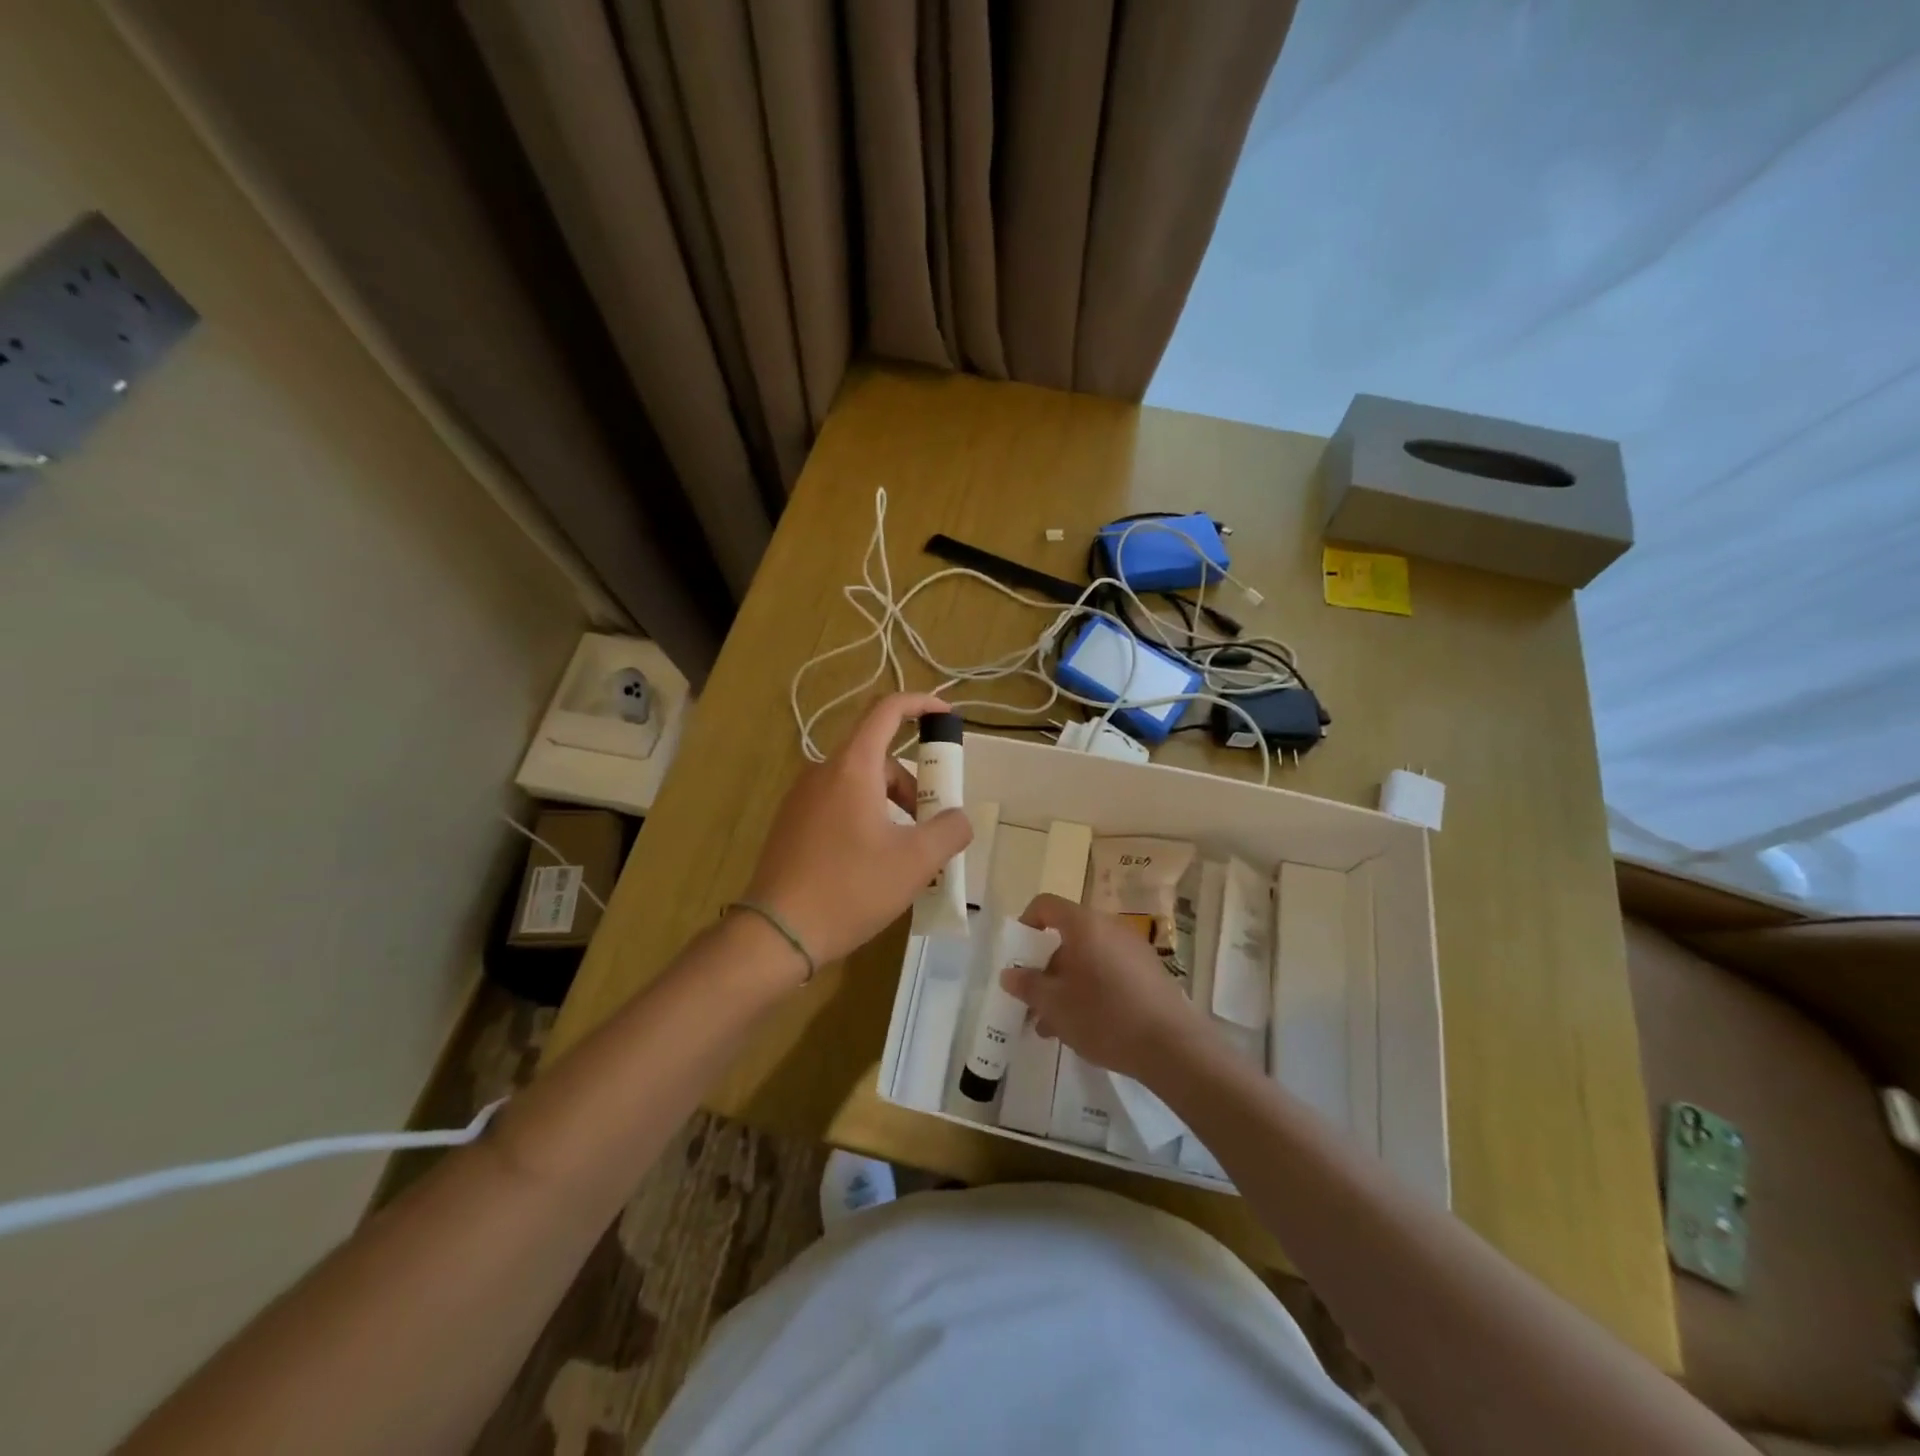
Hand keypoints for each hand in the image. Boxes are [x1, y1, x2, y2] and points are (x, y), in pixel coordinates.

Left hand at [743, 693, 972, 967]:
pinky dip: (866, 818)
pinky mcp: (791, 823)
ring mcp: (801, 798)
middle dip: (913, 783)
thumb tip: (959, 819)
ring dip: (891, 805)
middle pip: (878, 757)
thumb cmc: (850, 888)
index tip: (947, 716)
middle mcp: (822, 772)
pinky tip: (873, 863)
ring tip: (906, 853)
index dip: (921, 703)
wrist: (777, 933)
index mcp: (852, 767)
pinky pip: (838, 804)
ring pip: (859, 784)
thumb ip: (949, 830)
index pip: (887, 710)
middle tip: (932, 824)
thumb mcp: (915, 861)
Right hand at [1000, 893, 1205, 1082]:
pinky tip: (1083, 1026)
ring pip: (1087, 958)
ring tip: (1052, 1024)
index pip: (1045, 905)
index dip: (1026, 924)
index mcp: (1084, 924)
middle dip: (1045, 966)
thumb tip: (1010, 973)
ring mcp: (1133, 949)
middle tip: (1033, 999)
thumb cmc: (1104, 1016)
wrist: (1172, 1046)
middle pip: (1066, 935)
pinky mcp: (1149, 972)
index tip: (1018, 956)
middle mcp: (1109, 927)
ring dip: (1065, 984)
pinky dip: (1090, 989)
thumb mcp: (1054, 1005)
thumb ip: (1027, 985)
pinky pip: (1108, 971)